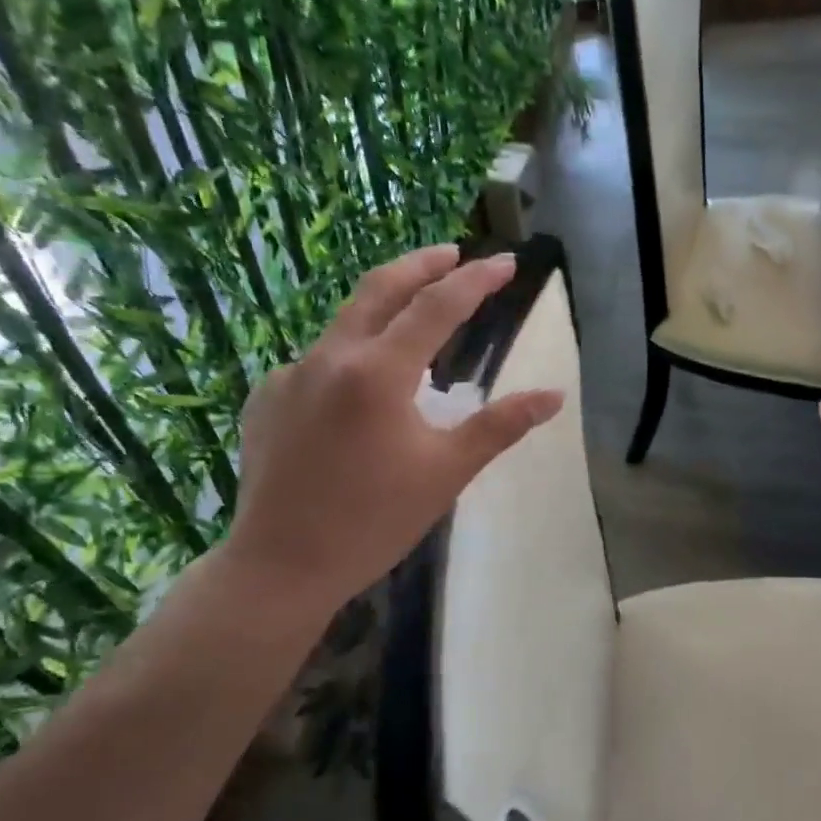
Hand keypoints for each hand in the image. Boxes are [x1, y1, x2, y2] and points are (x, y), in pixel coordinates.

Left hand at [223, 245, 563, 606]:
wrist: (280, 567)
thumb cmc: (375, 521)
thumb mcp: (447, 471)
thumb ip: (501, 425)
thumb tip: (553, 395)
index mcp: (378, 373)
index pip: (437, 307)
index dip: (476, 280)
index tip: (507, 262)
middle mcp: (329, 358)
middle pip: (379, 289)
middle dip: (421, 264)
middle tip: (454, 253)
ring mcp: (289, 376)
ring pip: (345, 324)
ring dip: (385, 310)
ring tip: (416, 320)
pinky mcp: (267, 399)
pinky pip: (318, 362)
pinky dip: (352, 358)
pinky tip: (363, 392)